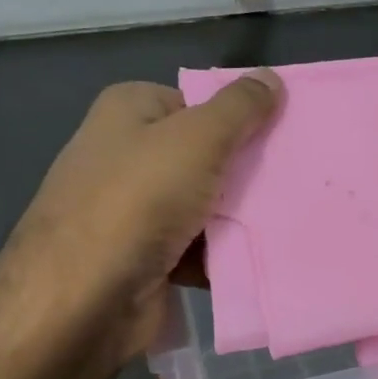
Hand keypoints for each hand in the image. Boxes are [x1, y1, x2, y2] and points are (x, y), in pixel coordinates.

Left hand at [0, 72, 280, 375]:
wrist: (82, 300)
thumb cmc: (138, 200)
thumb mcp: (198, 138)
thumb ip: (239, 107)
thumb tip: (271, 78)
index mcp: (128, 111)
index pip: (195, 101)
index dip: (237, 115)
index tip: (280, 134)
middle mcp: (125, 154)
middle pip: (203, 152)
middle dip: (244, 168)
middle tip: (294, 176)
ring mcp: (131, 208)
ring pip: (203, 202)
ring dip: (237, 215)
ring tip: (287, 217)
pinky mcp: (143, 256)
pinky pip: (196, 245)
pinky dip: (221, 252)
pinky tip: (260, 255)